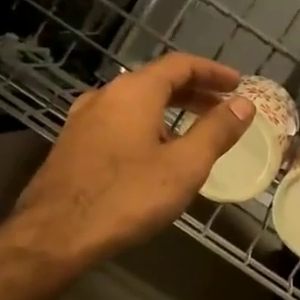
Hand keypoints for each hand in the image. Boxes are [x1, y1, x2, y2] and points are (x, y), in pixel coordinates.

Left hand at [12, 52, 253, 264]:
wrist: (55, 234)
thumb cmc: (126, 197)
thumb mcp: (184, 166)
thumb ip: (216, 131)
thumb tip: (244, 104)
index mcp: (134, 92)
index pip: (181, 65)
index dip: (213, 72)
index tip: (238, 85)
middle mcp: (105, 96)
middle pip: (156, 82)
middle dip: (193, 93)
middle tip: (222, 109)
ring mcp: (83, 120)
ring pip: (134, 104)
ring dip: (168, 112)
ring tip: (193, 135)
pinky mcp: (71, 145)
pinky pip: (117, 124)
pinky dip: (144, 127)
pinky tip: (153, 156)